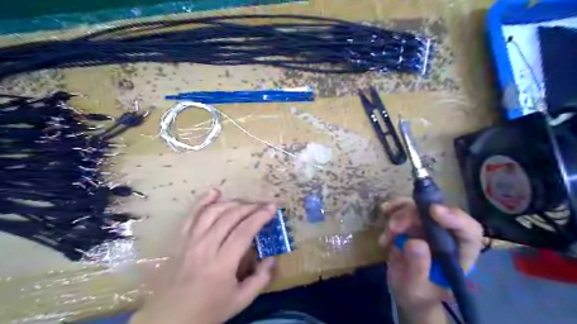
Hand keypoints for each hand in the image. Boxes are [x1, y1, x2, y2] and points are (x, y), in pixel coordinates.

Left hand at [130, 188, 276, 323]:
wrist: (168, 320)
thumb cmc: (207, 311)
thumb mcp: (240, 301)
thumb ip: (260, 279)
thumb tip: (271, 258)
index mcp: (221, 264)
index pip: (244, 231)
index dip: (260, 216)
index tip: (272, 208)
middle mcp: (205, 247)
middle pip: (230, 217)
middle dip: (250, 207)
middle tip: (263, 205)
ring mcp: (190, 242)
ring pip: (212, 212)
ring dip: (231, 203)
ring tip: (245, 203)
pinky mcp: (180, 240)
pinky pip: (192, 216)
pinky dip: (203, 201)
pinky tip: (214, 192)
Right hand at [380, 197, 482, 310]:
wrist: (405, 291)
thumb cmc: (417, 295)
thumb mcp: (416, 288)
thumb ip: (418, 268)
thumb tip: (414, 242)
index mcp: (459, 254)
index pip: (469, 231)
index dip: (455, 218)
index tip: (433, 211)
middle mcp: (446, 236)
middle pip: (436, 213)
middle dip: (412, 216)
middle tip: (393, 228)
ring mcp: (428, 227)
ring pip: (418, 207)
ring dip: (398, 215)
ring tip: (386, 235)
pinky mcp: (412, 222)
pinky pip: (404, 206)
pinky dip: (392, 208)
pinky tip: (384, 213)